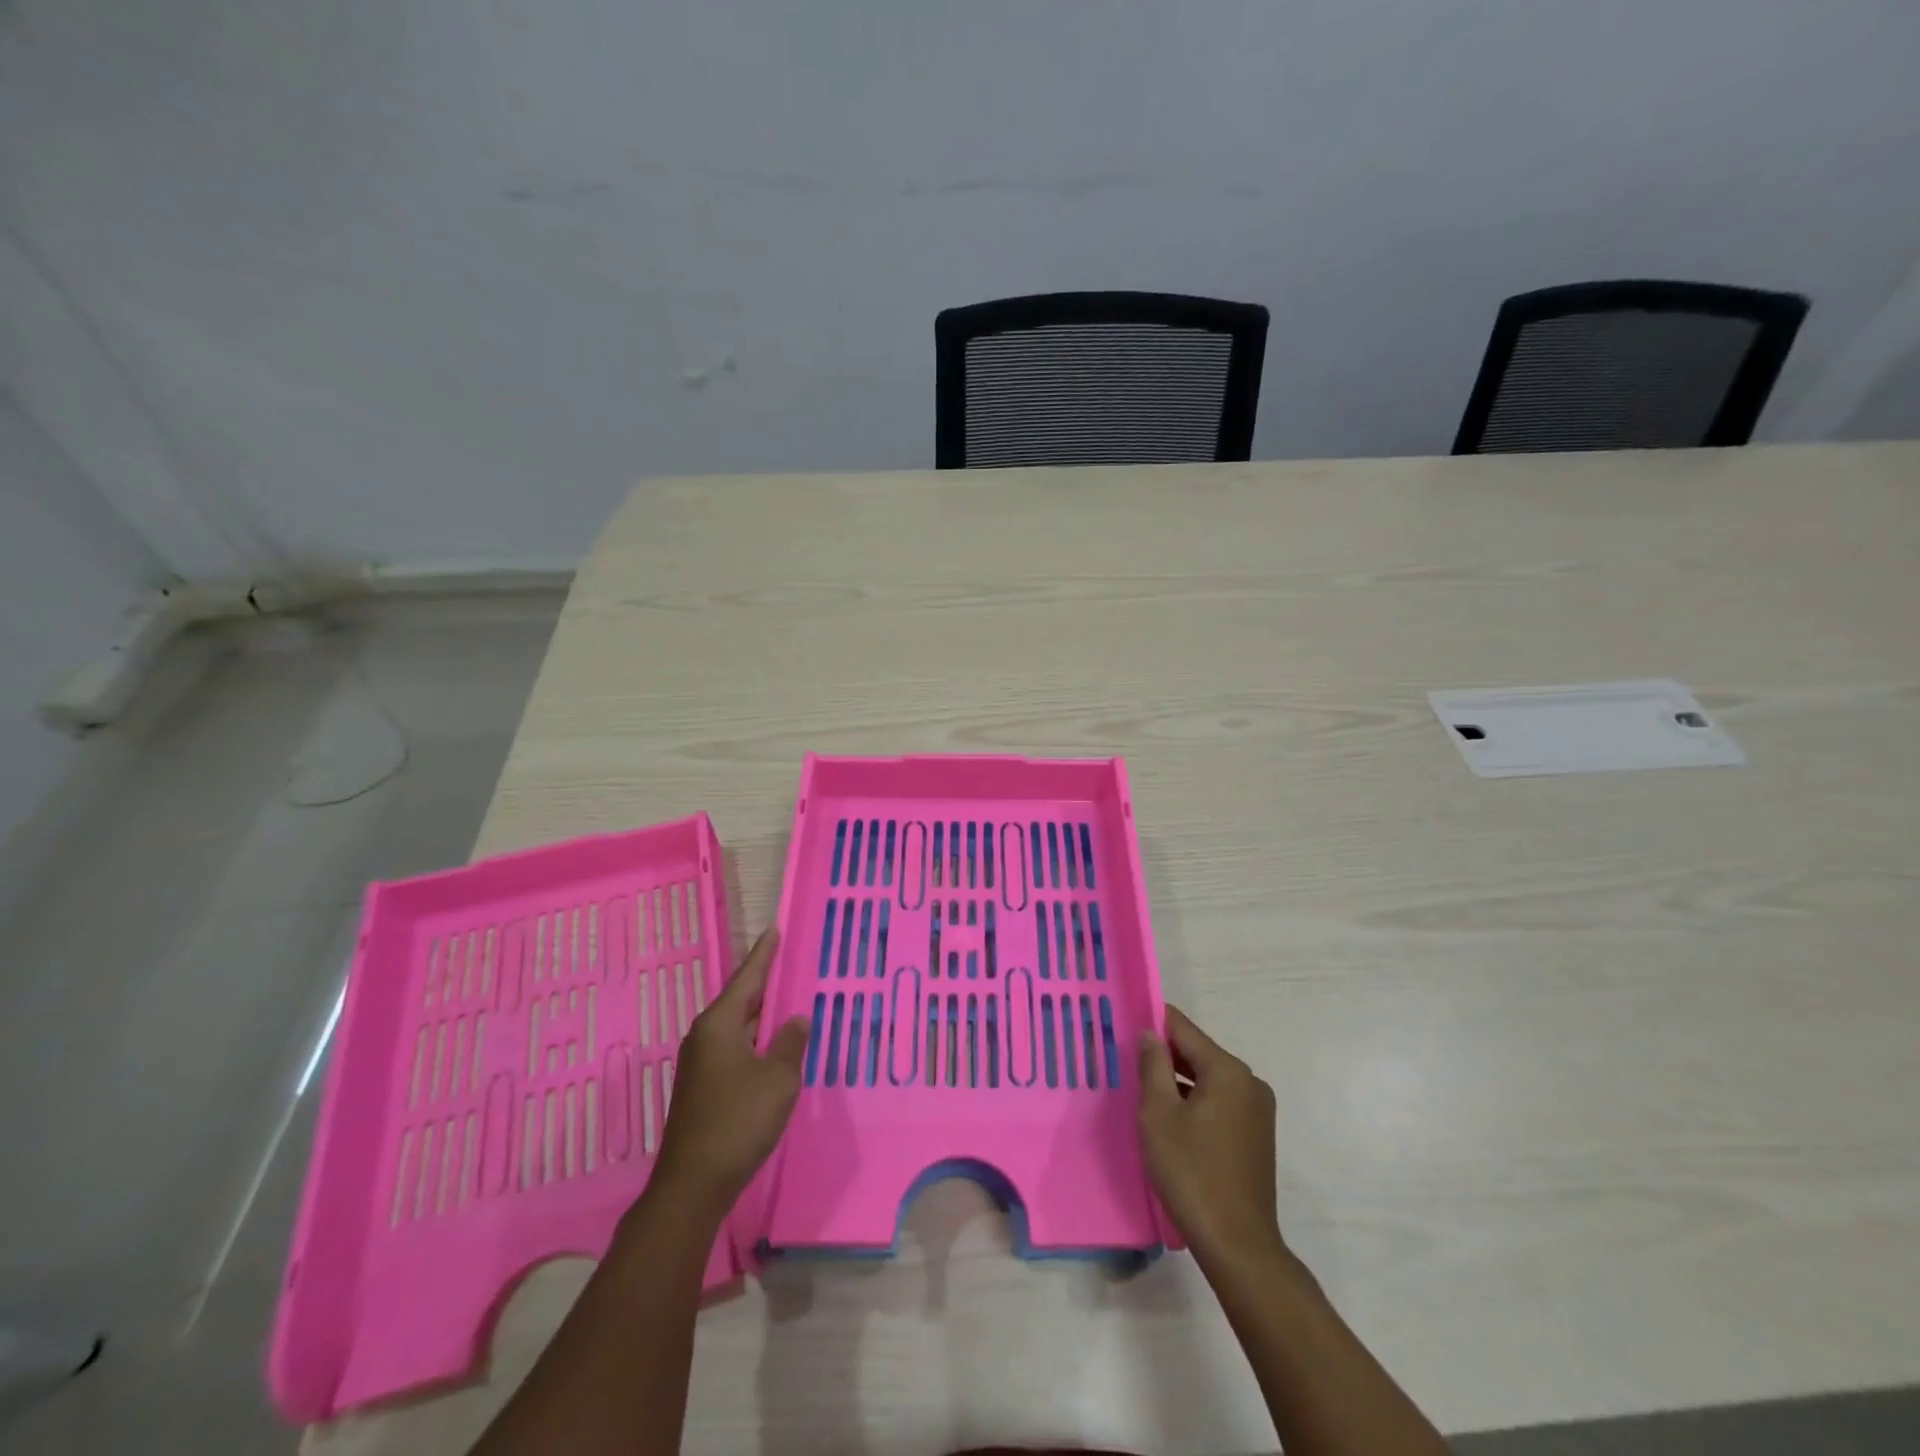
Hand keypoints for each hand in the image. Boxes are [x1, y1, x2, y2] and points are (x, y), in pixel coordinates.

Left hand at [650, 930, 808, 1218]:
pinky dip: (756, 1040)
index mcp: (720, 1025)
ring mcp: (700, 1063)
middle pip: (740, 1000)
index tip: (775, 930)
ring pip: (738, 1027)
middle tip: (790, 963)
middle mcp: (705, 1036)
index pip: (748, 978)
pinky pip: (734, 1048)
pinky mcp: (703, 1087)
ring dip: (762, 1016)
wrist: (693, 1183)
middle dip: (765, 984)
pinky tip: (773, 1047)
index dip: (764, 955)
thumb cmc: (738, 1121)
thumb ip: (790, 1044)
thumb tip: (796, 1020)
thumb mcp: (778, 1080)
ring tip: (789, 1001)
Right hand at [1138, 1005, 1284, 1267]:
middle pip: (1199, 1053)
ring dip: (1178, 1080)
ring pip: (1208, 1079)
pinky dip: (1195, 1101)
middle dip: (1164, 1053)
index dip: (1154, 1021)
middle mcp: (1249, 1082)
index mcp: (1228, 1070)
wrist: (1237, 1244)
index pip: (1184, 1029)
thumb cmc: (1191, 1172)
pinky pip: (1220, 1102)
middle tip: (1128, 1056)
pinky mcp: (1257, 1135)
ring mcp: (1257, 1110)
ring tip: (1143, 1087)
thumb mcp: (1158, 1114)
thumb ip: (1153, 1065)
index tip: (1126, 1021)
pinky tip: (1170, 1117)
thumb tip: (1150, 1033)